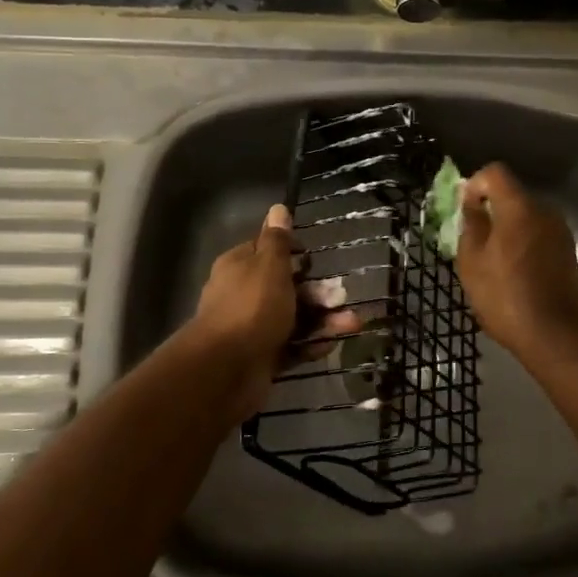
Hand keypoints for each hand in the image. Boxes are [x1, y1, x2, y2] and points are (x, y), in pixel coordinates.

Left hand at [187, 205, 362, 418]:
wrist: (226, 369)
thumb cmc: (251, 307)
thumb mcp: (269, 266)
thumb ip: (278, 240)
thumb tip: (278, 207)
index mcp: (240, 266)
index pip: (267, 251)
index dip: (292, 252)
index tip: (313, 258)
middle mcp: (243, 294)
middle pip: (285, 287)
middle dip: (317, 291)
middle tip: (342, 295)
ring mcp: (252, 328)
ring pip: (293, 318)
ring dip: (323, 319)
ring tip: (352, 324)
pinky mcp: (262, 356)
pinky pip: (291, 346)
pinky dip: (311, 344)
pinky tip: (331, 344)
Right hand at [455, 163, 577, 357]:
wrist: (553, 335)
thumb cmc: (504, 296)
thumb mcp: (472, 262)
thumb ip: (471, 224)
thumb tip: (472, 204)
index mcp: (519, 208)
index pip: (495, 173)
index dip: (476, 184)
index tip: (466, 209)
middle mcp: (544, 212)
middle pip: (512, 195)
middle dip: (491, 210)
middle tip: (474, 240)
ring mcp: (560, 232)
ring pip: (527, 217)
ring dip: (508, 229)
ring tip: (494, 261)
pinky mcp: (568, 252)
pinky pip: (539, 235)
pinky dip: (524, 244)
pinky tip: (514, 273)